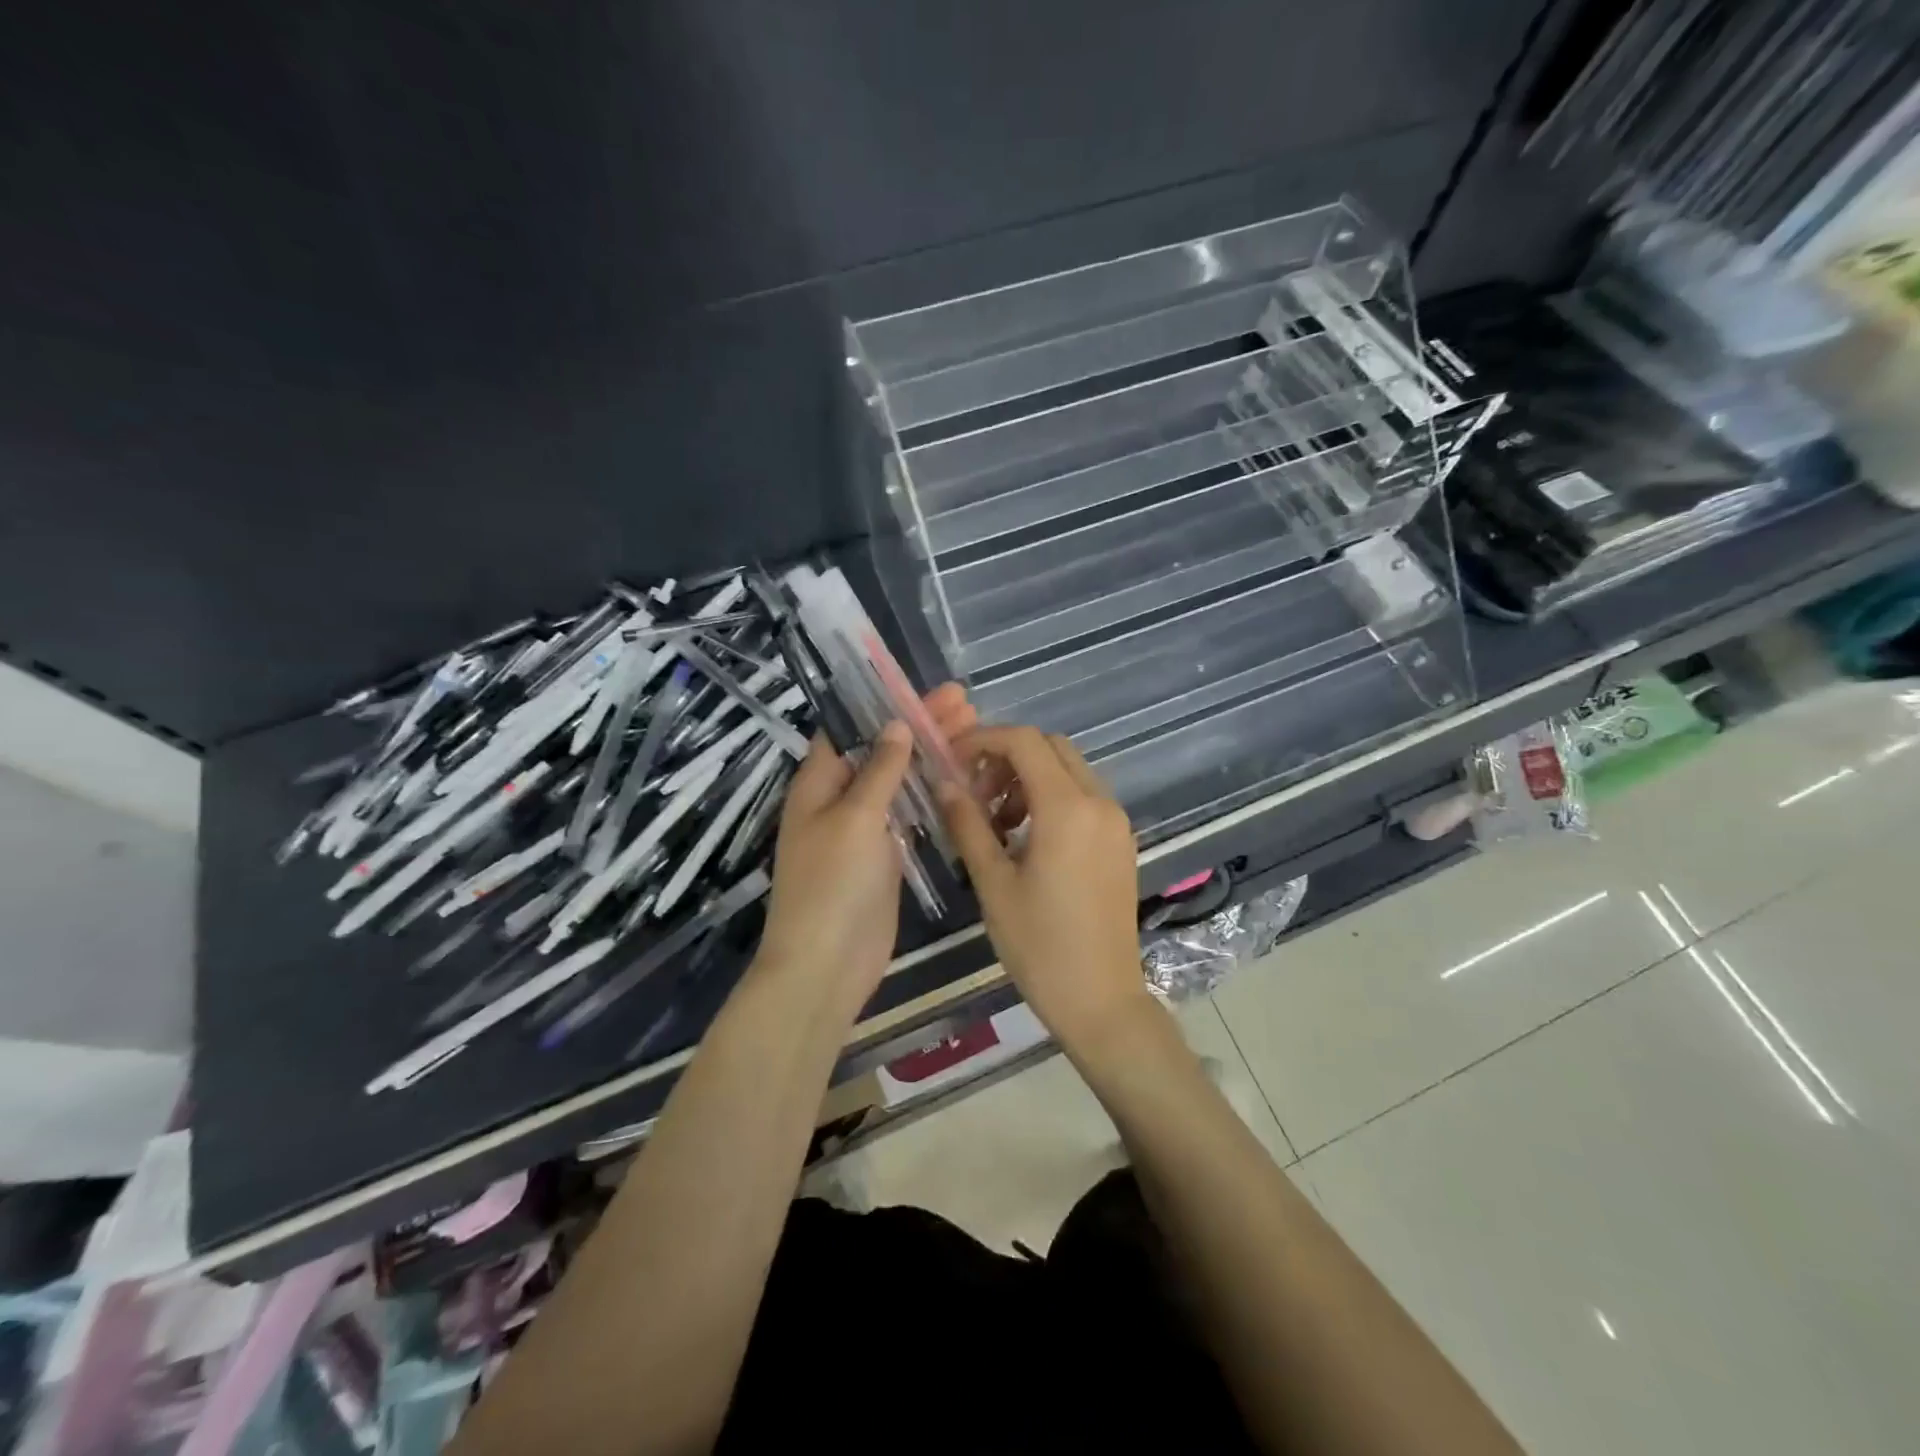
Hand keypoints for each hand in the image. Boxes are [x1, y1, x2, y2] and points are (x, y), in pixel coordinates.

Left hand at [755, 684, 976, 1021]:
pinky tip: (964, 780)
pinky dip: (933, 795)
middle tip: (965, 703)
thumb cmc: (832, 884)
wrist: (827, 964)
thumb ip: (879, 770)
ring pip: (900, 781)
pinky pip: (910, 814)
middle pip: (882, 751)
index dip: (884, 703)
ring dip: (931, 757)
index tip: (924, 686)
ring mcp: (864, 828)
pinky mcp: (886, 855)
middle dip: (920, 726)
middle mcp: (839, 799)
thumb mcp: (855, 817)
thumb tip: (896, 725)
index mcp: (818, 783)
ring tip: (973, 732)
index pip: (850, 727)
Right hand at [937, 726, 1148, 1050]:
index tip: (952, 760)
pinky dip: (1052, 797)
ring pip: (1068, 770)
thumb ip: (968, 824)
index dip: (983, 740)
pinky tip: (1027, 838)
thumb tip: (944, 783)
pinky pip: (1083, 796)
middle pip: (1050, 747)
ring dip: (1029, 778)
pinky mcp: (1121, 840)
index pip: (1024, 742)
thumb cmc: (1040, 946)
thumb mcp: (993, 883)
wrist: (1102, 1000)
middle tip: (975, 793)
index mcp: (1067, 809)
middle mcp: (1099, 802)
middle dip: (1007, 757)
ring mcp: (1116, 821)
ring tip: (997, 822)